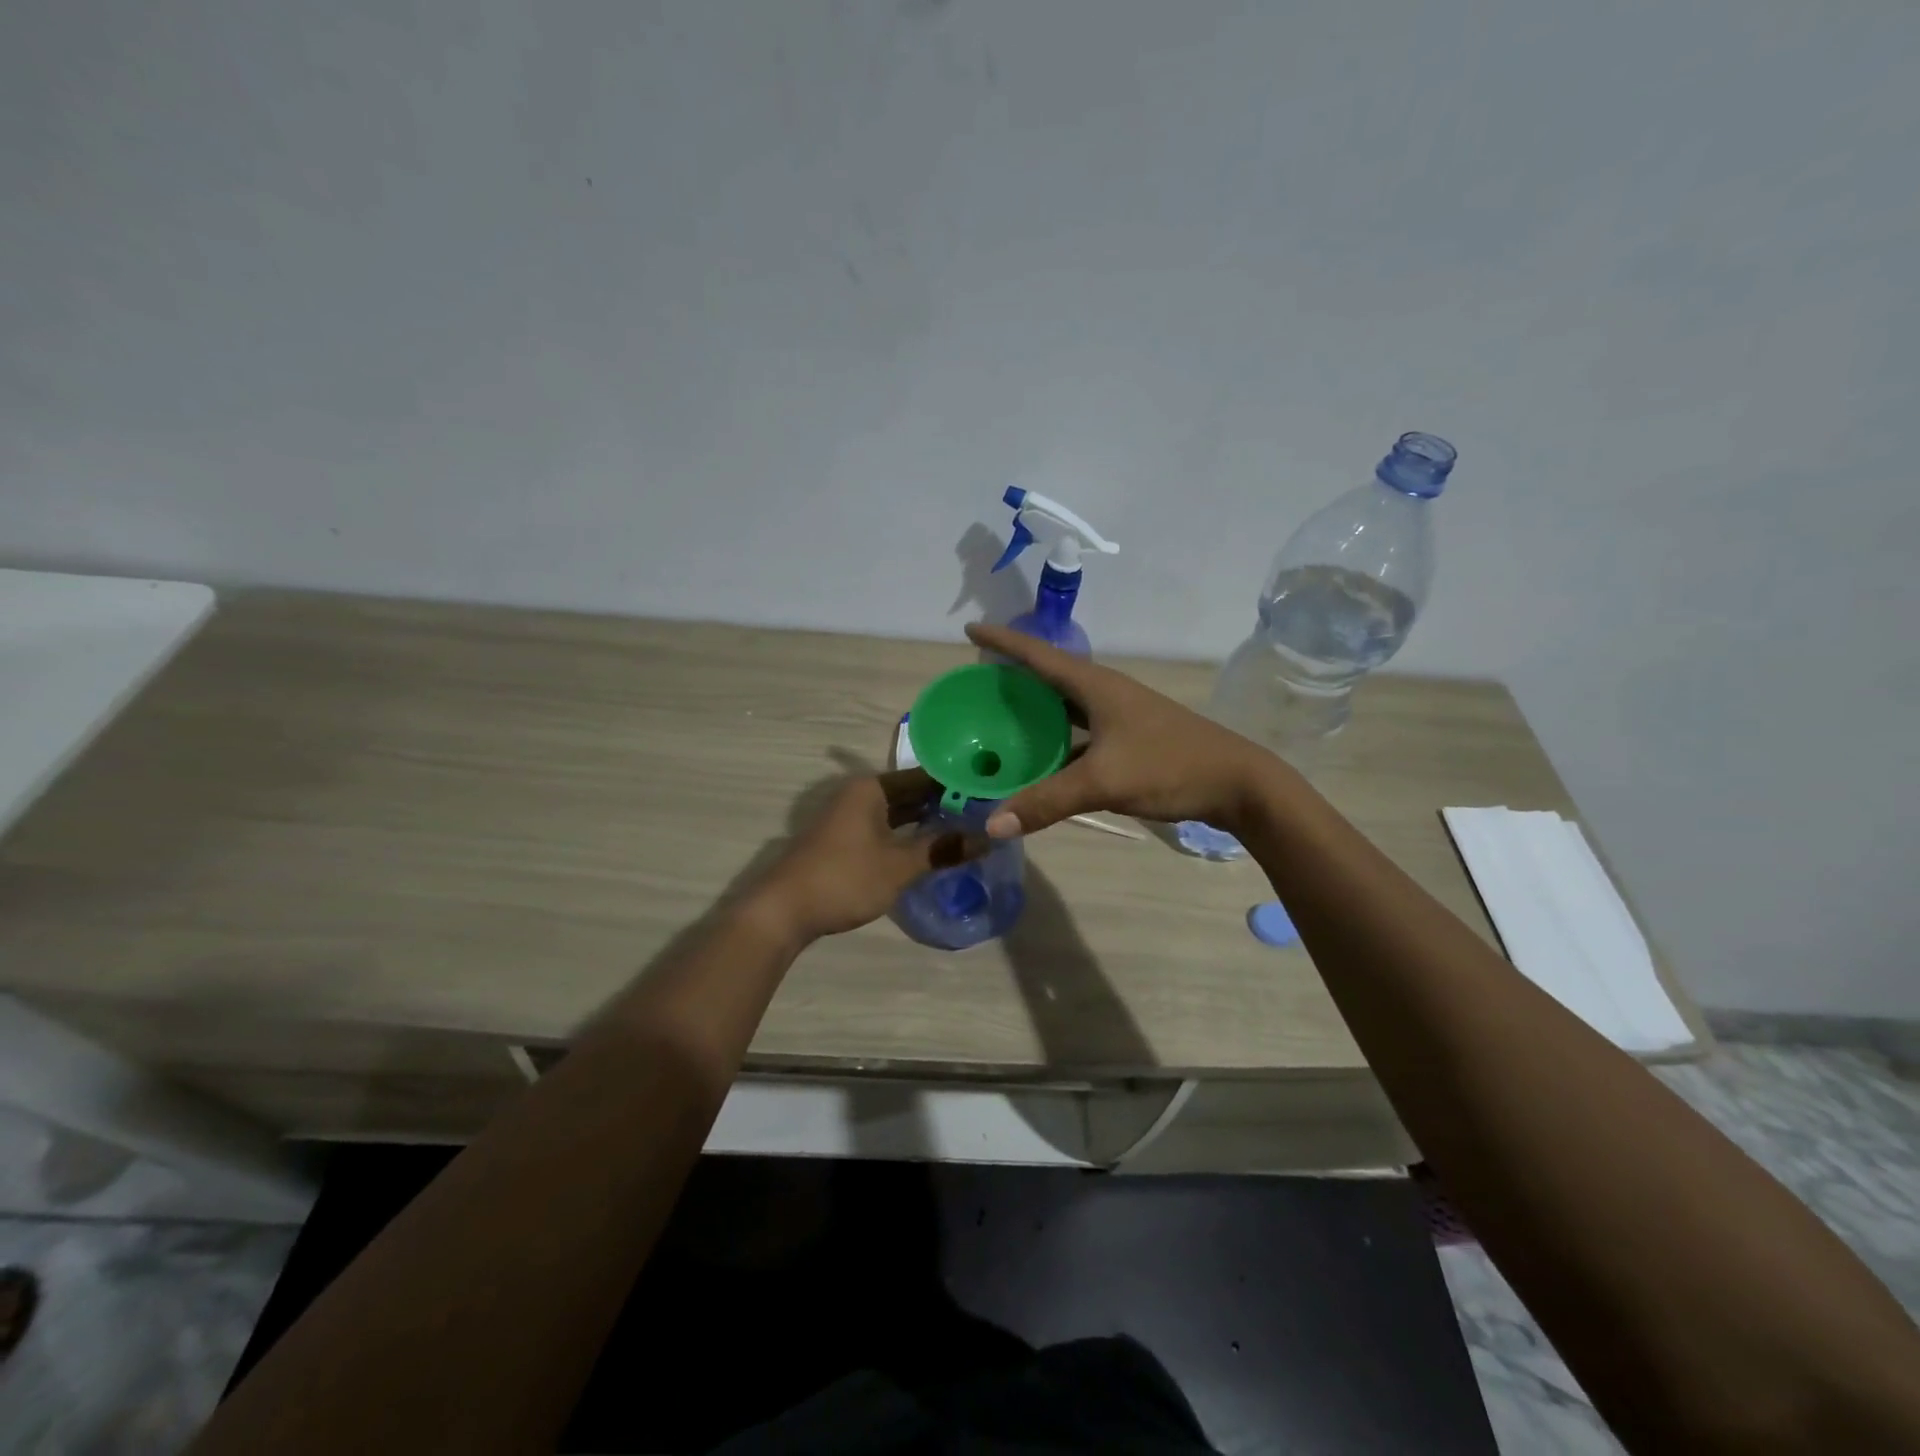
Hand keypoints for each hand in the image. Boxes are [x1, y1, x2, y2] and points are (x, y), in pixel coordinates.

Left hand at [754, 769, 985, 941]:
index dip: (957, 785)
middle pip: (911, 794)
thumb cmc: (844, 878)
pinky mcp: (844, 841)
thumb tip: (987, 838)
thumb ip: (942, 849)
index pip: (925, 777)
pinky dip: (908, 836)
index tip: (989, 793)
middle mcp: (860, 795)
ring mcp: (849, 818)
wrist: (782, 910)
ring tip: (967, 832)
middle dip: (945, 805)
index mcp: (871, 788)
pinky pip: (886, 829)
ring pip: (898, 814)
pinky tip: (931, 850)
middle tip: (986, 815)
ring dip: (927, 823)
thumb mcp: (899, 865)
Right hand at [965, 622, 1273, 837]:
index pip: (1037, 655)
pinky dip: (1055, 743)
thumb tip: (991, 825)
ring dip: (1033, 712)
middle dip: (1011, 676)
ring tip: (997, 720)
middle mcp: (1104, 693)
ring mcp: (1118, 717)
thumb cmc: (1169, 766)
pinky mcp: (1128, 740)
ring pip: (1064, 708)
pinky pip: (1078, 734)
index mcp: (1095, 686)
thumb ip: (1046, 802)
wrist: (1237, 783)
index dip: (1002, 642)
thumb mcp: (1103, 782)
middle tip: (975, 685)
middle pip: (1047, 677)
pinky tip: (1039, 761)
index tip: (970, 630)